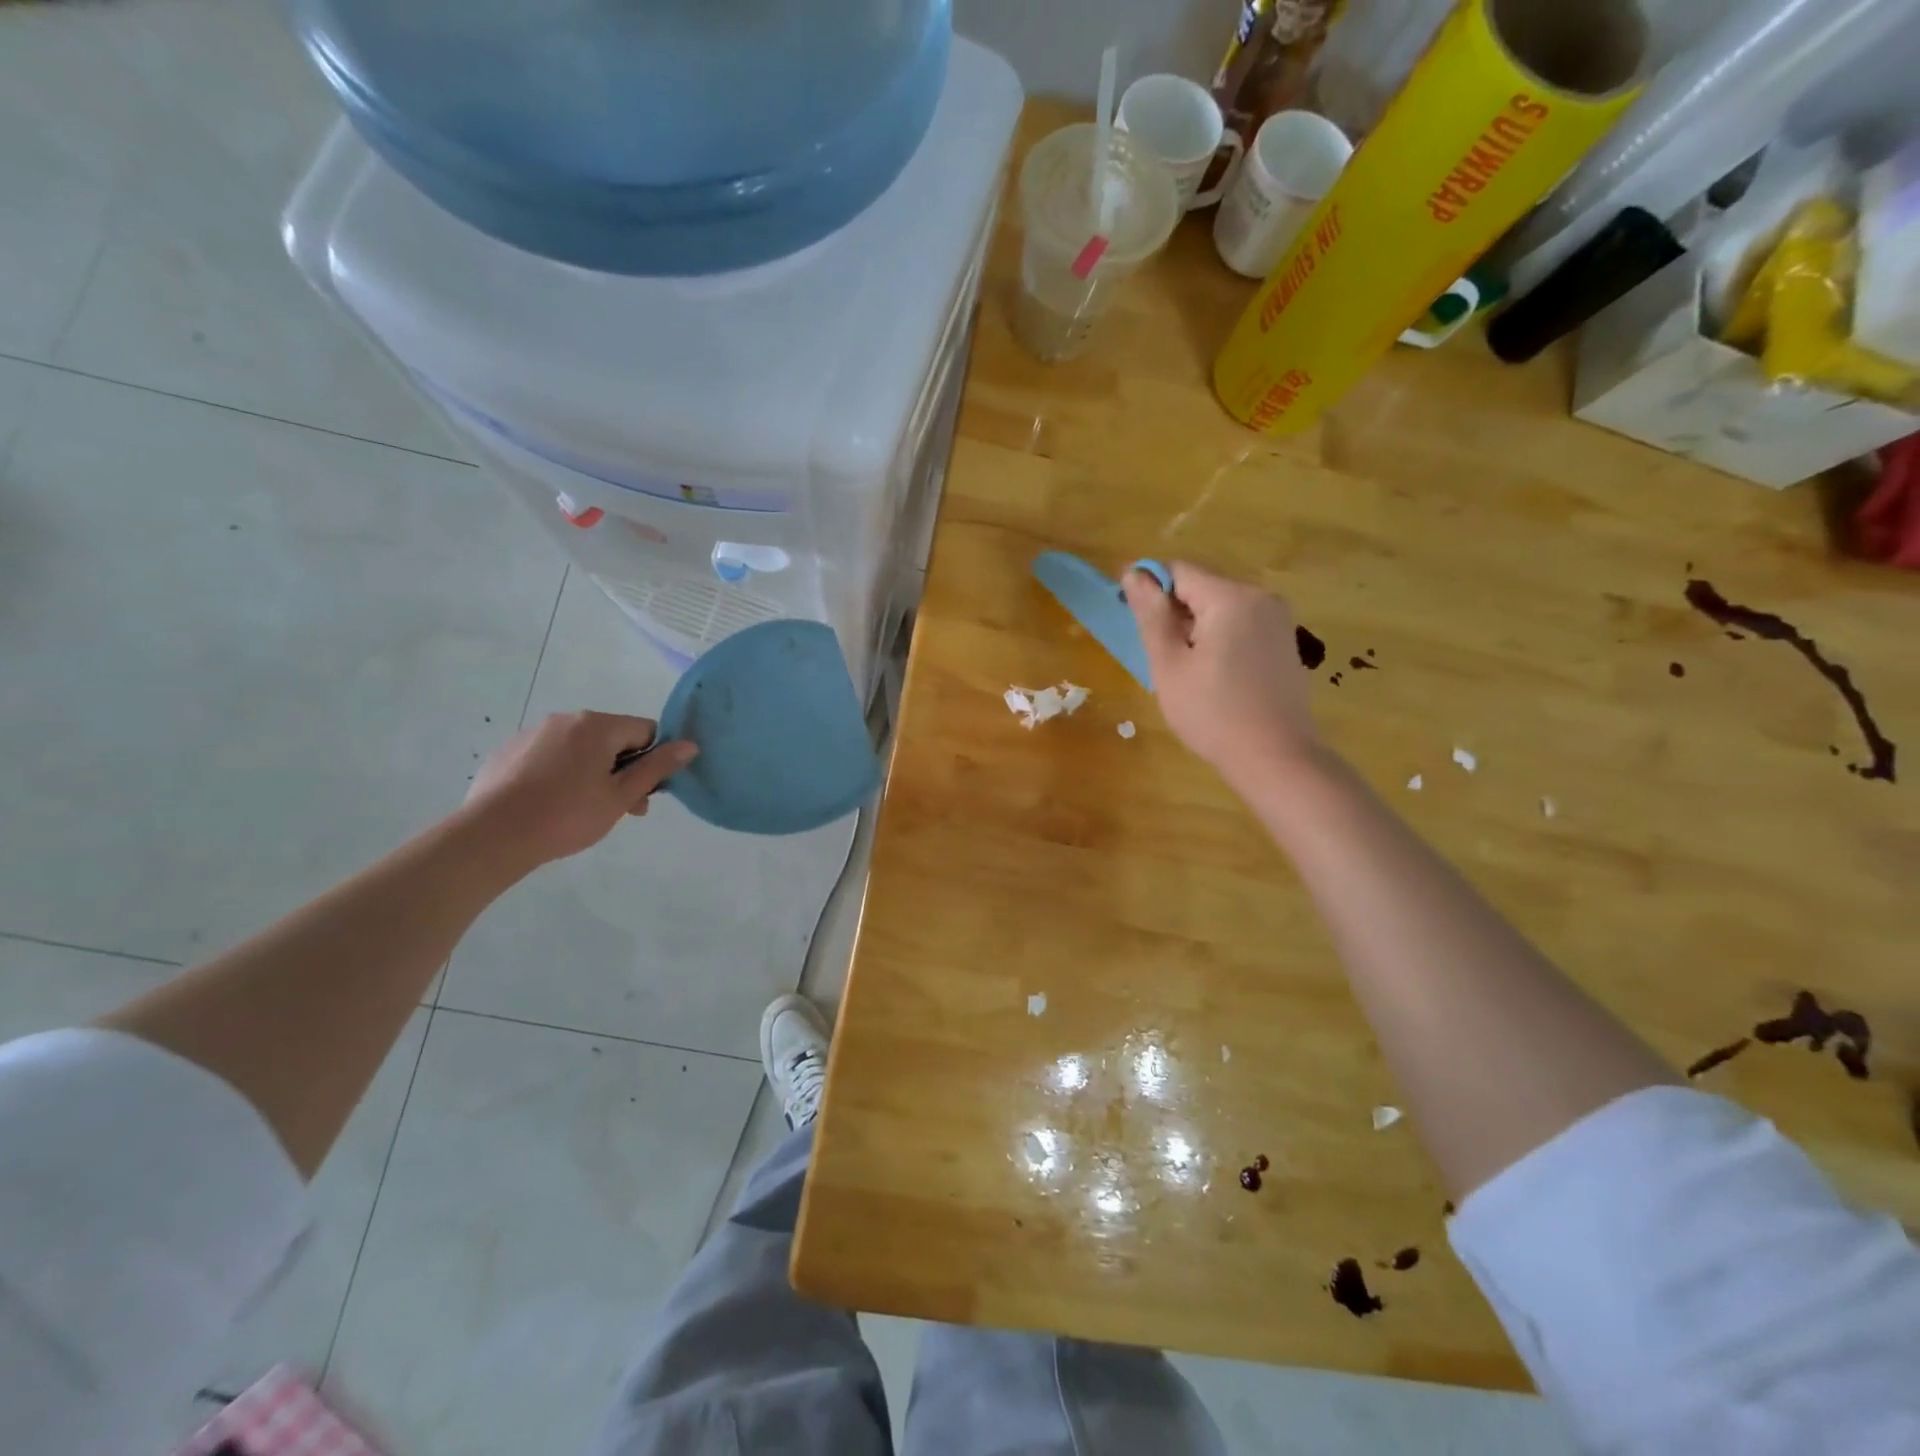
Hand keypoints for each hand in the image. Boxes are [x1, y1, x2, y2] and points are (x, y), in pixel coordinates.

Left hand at [463, 711, 697, 866]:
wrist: (491, 836)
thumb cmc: (567, 816)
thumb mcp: (620, 796)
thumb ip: (657, 768)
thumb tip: (690, 745)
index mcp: (597, 726)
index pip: (645, 730)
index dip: (653, 760)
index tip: (643, 792)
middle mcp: (565, 719)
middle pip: (612, 739)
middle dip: (623, 770)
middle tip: (620, 809)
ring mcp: (533, 733)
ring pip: (581, 749)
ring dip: (593, 773)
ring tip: (584, 811)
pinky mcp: (509, 752)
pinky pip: (550, 757)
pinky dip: (560, 775)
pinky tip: (551, 805)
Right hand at [1123, 562, 1318, 788]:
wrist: (1275, 757)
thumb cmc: (1212, 712)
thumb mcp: (1170, 664)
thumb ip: (1151, 615)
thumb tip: (1133, 573)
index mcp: (1231, 597)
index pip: (1178, 571)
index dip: (1147, 586)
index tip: (1128, 615)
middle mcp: (1260, 597)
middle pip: (1202, 587)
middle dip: (1173, 610)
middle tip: (1154, 652)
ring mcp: (1277, 620)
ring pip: (1220, 607)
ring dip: (1194, 626)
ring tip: (1181, 667)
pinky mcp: (1283, 642)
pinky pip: (1240, 625)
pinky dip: (1217, 638)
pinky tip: (1210, 673)